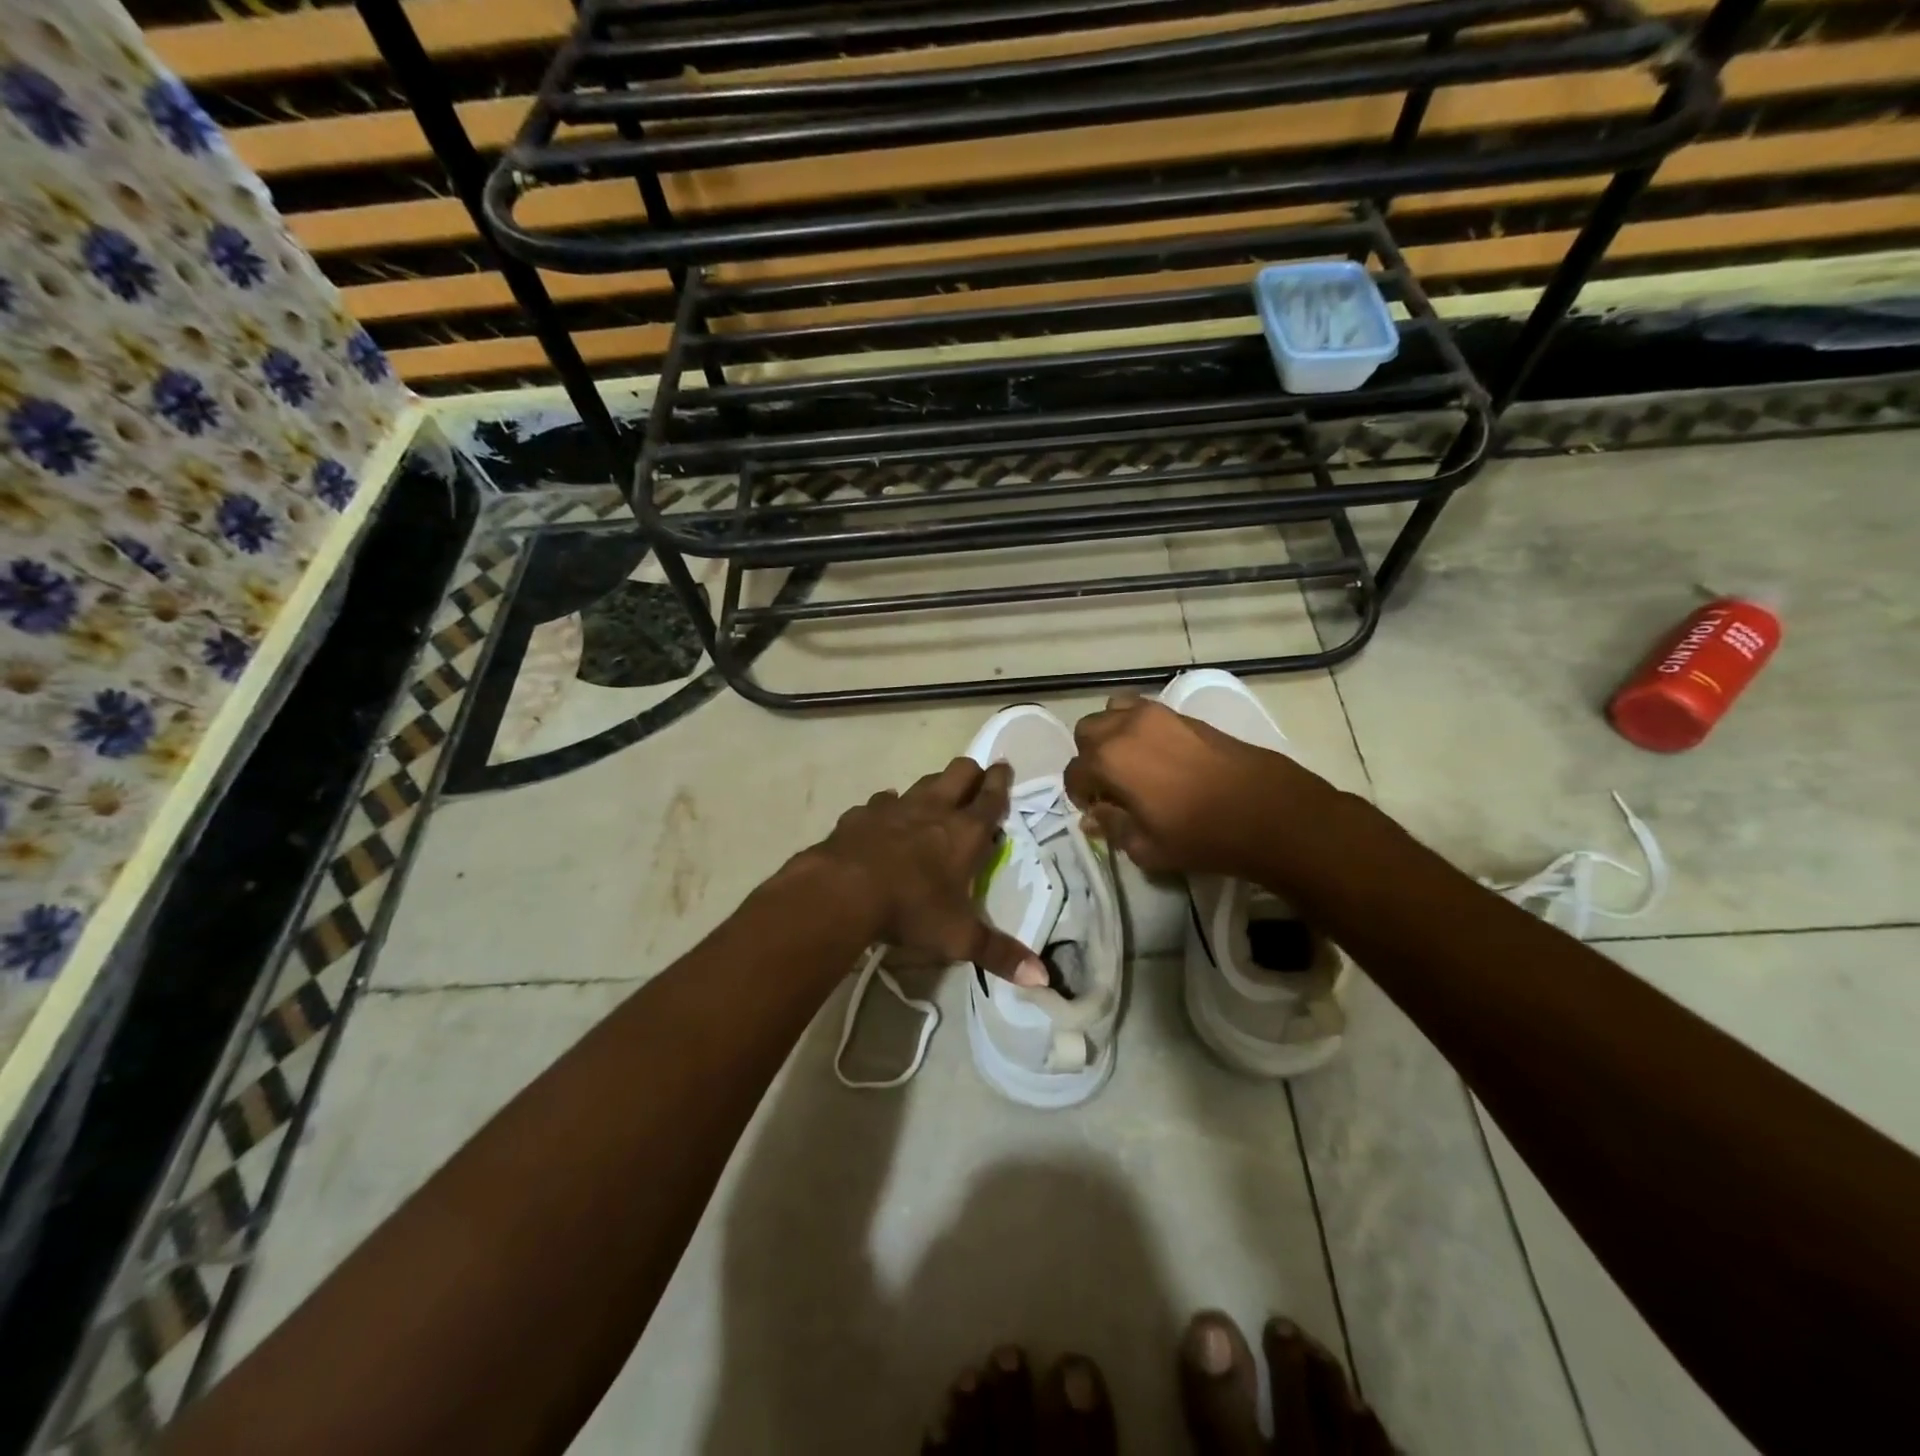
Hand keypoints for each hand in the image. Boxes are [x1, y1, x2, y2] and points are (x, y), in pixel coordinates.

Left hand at [805, 759, 1044, 985]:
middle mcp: (933, 809)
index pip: (992, 797)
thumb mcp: (959, 938)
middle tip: (976, 783)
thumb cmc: (910, 909)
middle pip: (960, 772)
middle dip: (972, 773)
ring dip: (932, 787)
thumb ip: (1000, 954)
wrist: (842, 891)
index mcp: (965, 832)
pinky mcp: (861, 814)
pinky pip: (880, 802)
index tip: (1005, 767)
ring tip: (934, 800)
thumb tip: (1044, 978)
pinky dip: (887, 808)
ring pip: (922, 782)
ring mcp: (894, 807)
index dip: (1001, 781)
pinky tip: (883, 820)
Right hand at [1064, 694, 1331, 877]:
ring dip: (1112, 734)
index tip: (1096, 811)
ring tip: (1132, 763)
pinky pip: (1145, 711)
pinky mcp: (1185, 715)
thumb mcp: (1146, 847)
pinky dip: (1139, 728)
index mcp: (1109, 759)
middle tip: (1110, 785)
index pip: (1074, 772)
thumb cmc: (1201, 835)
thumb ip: (1112, 827)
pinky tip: (1159, 757)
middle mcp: (1126, 727)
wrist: (1268, 811)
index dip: (1080, 795)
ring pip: (1114, 711)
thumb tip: (1094, 816)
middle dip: (1090, 757)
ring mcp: (1158, 715)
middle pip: (1088, 731)